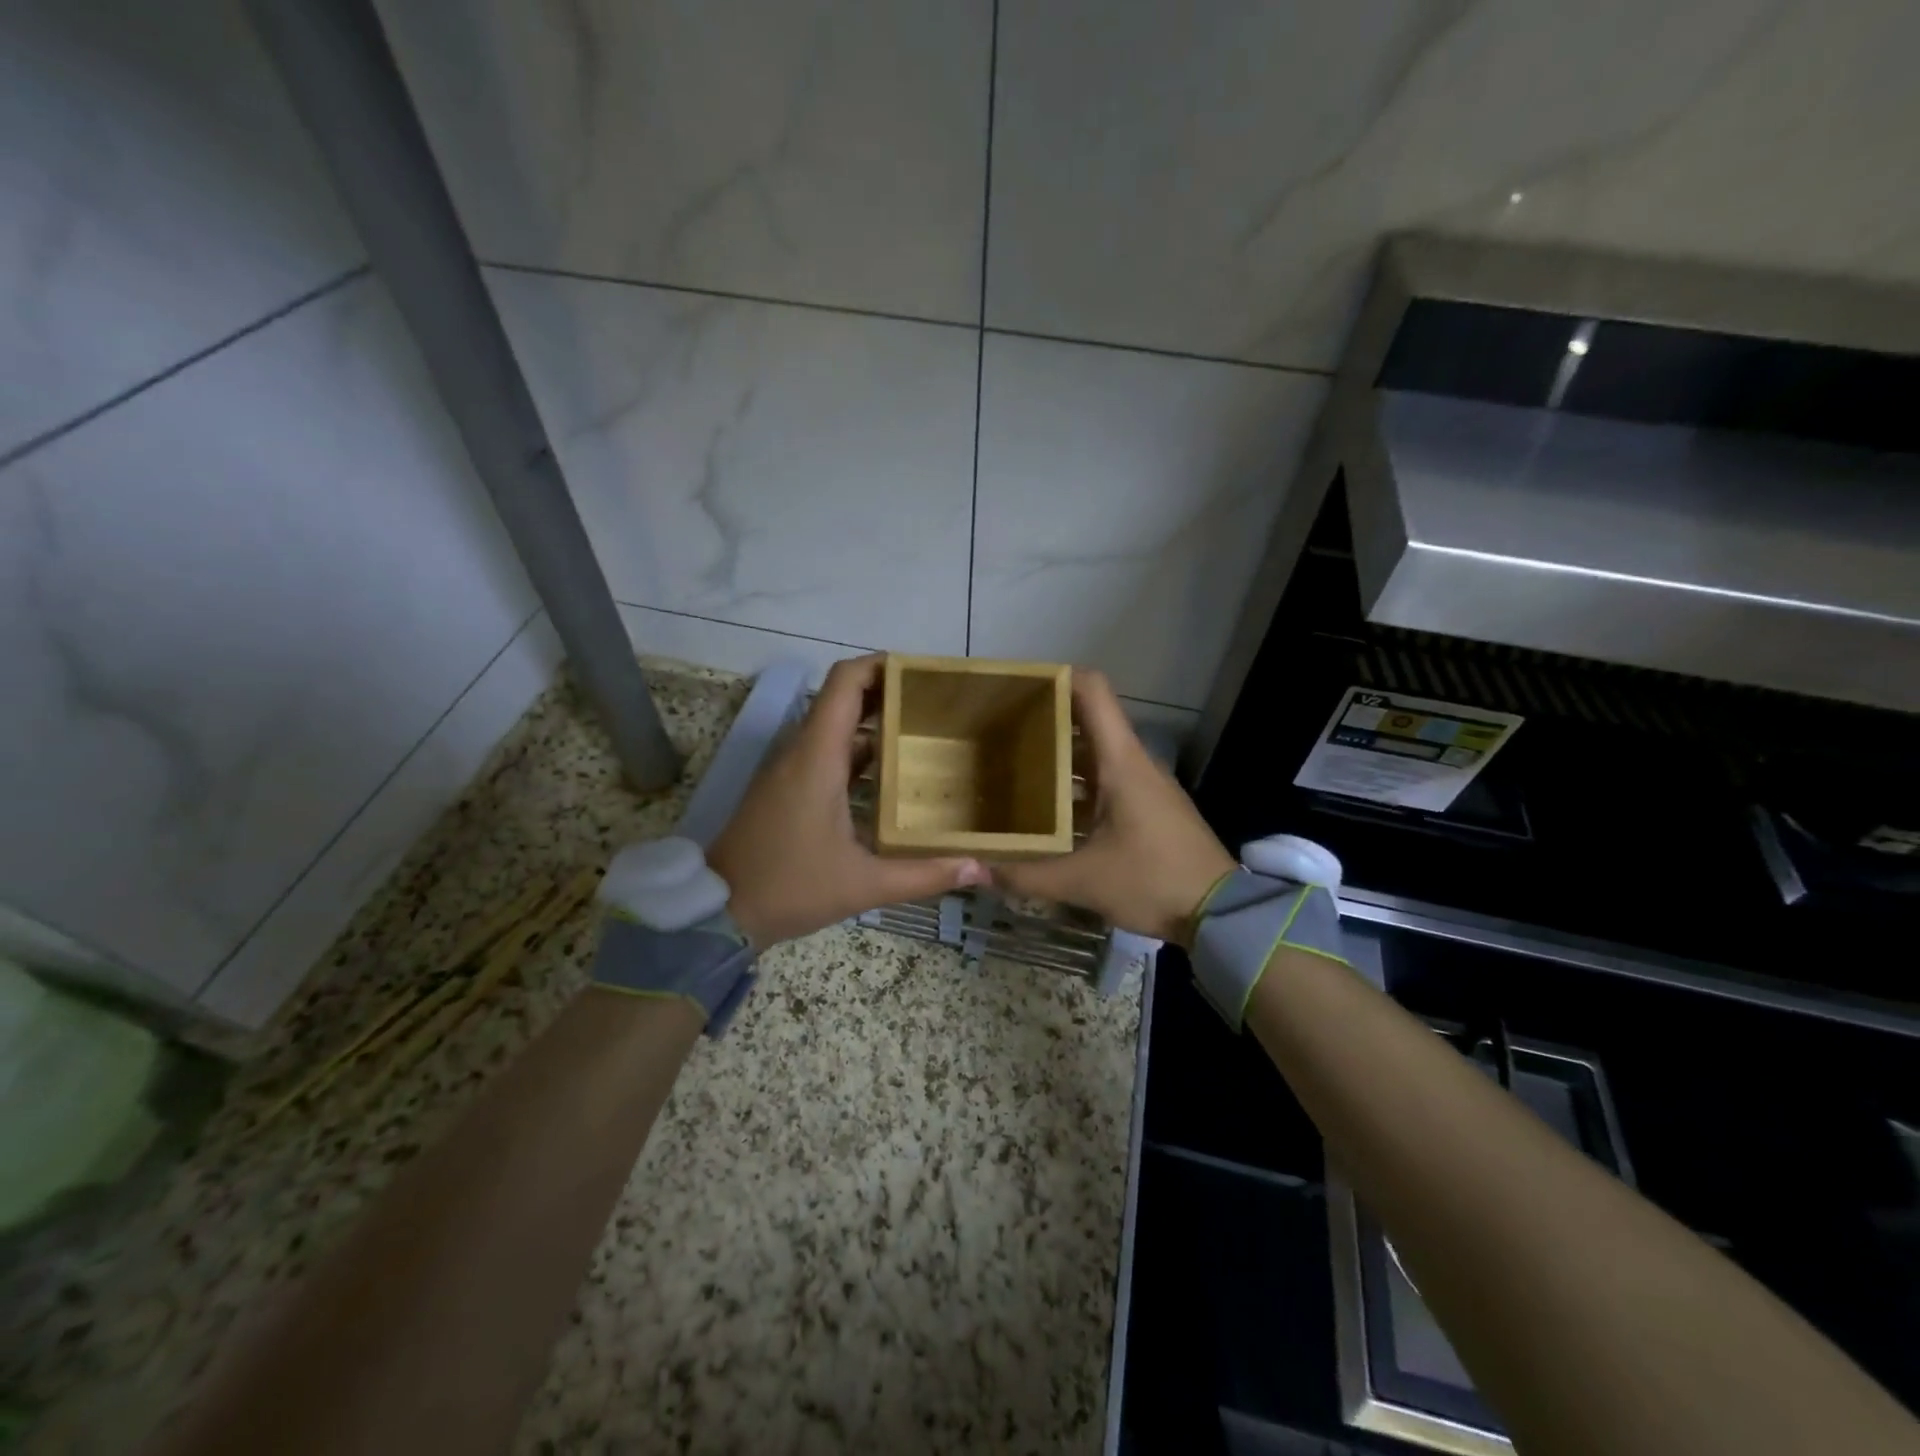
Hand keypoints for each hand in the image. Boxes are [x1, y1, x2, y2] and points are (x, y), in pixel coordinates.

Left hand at [709, 655, 987, 948]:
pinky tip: (891, 778)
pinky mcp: (786, 788)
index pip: (845, 682)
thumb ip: (924, 875)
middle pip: (843, 699)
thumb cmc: (790, 887)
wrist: (718, 911)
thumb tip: (980, 867)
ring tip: (923, 736)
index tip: (921, 672)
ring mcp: (790, 769)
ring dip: (874, 725)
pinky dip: (858, 754)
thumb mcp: (864, 885)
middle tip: (936, 706)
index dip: (881, 665)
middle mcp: (801, 752)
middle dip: (888, 694)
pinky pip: (826, 753)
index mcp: (817, 757)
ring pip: (835, 727)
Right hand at [990, 670, 1234, 945]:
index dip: (1056, 677)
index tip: (1017, 686)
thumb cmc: (1153, 880)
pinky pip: (1105, 780)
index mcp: (1120, 761)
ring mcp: (1144, 784)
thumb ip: (1026, 875)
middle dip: (1044, 720)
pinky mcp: (1148, 807)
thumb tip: (975, 869)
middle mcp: (1133, 762)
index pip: (1092, 691)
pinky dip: (1075, 785)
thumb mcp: (1083, 881)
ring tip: (1013, 770)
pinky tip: (1049, 812)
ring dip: (1059, 756)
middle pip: (1087, 720)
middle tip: (998, 733)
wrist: (1219, 913)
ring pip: (1095, 753)